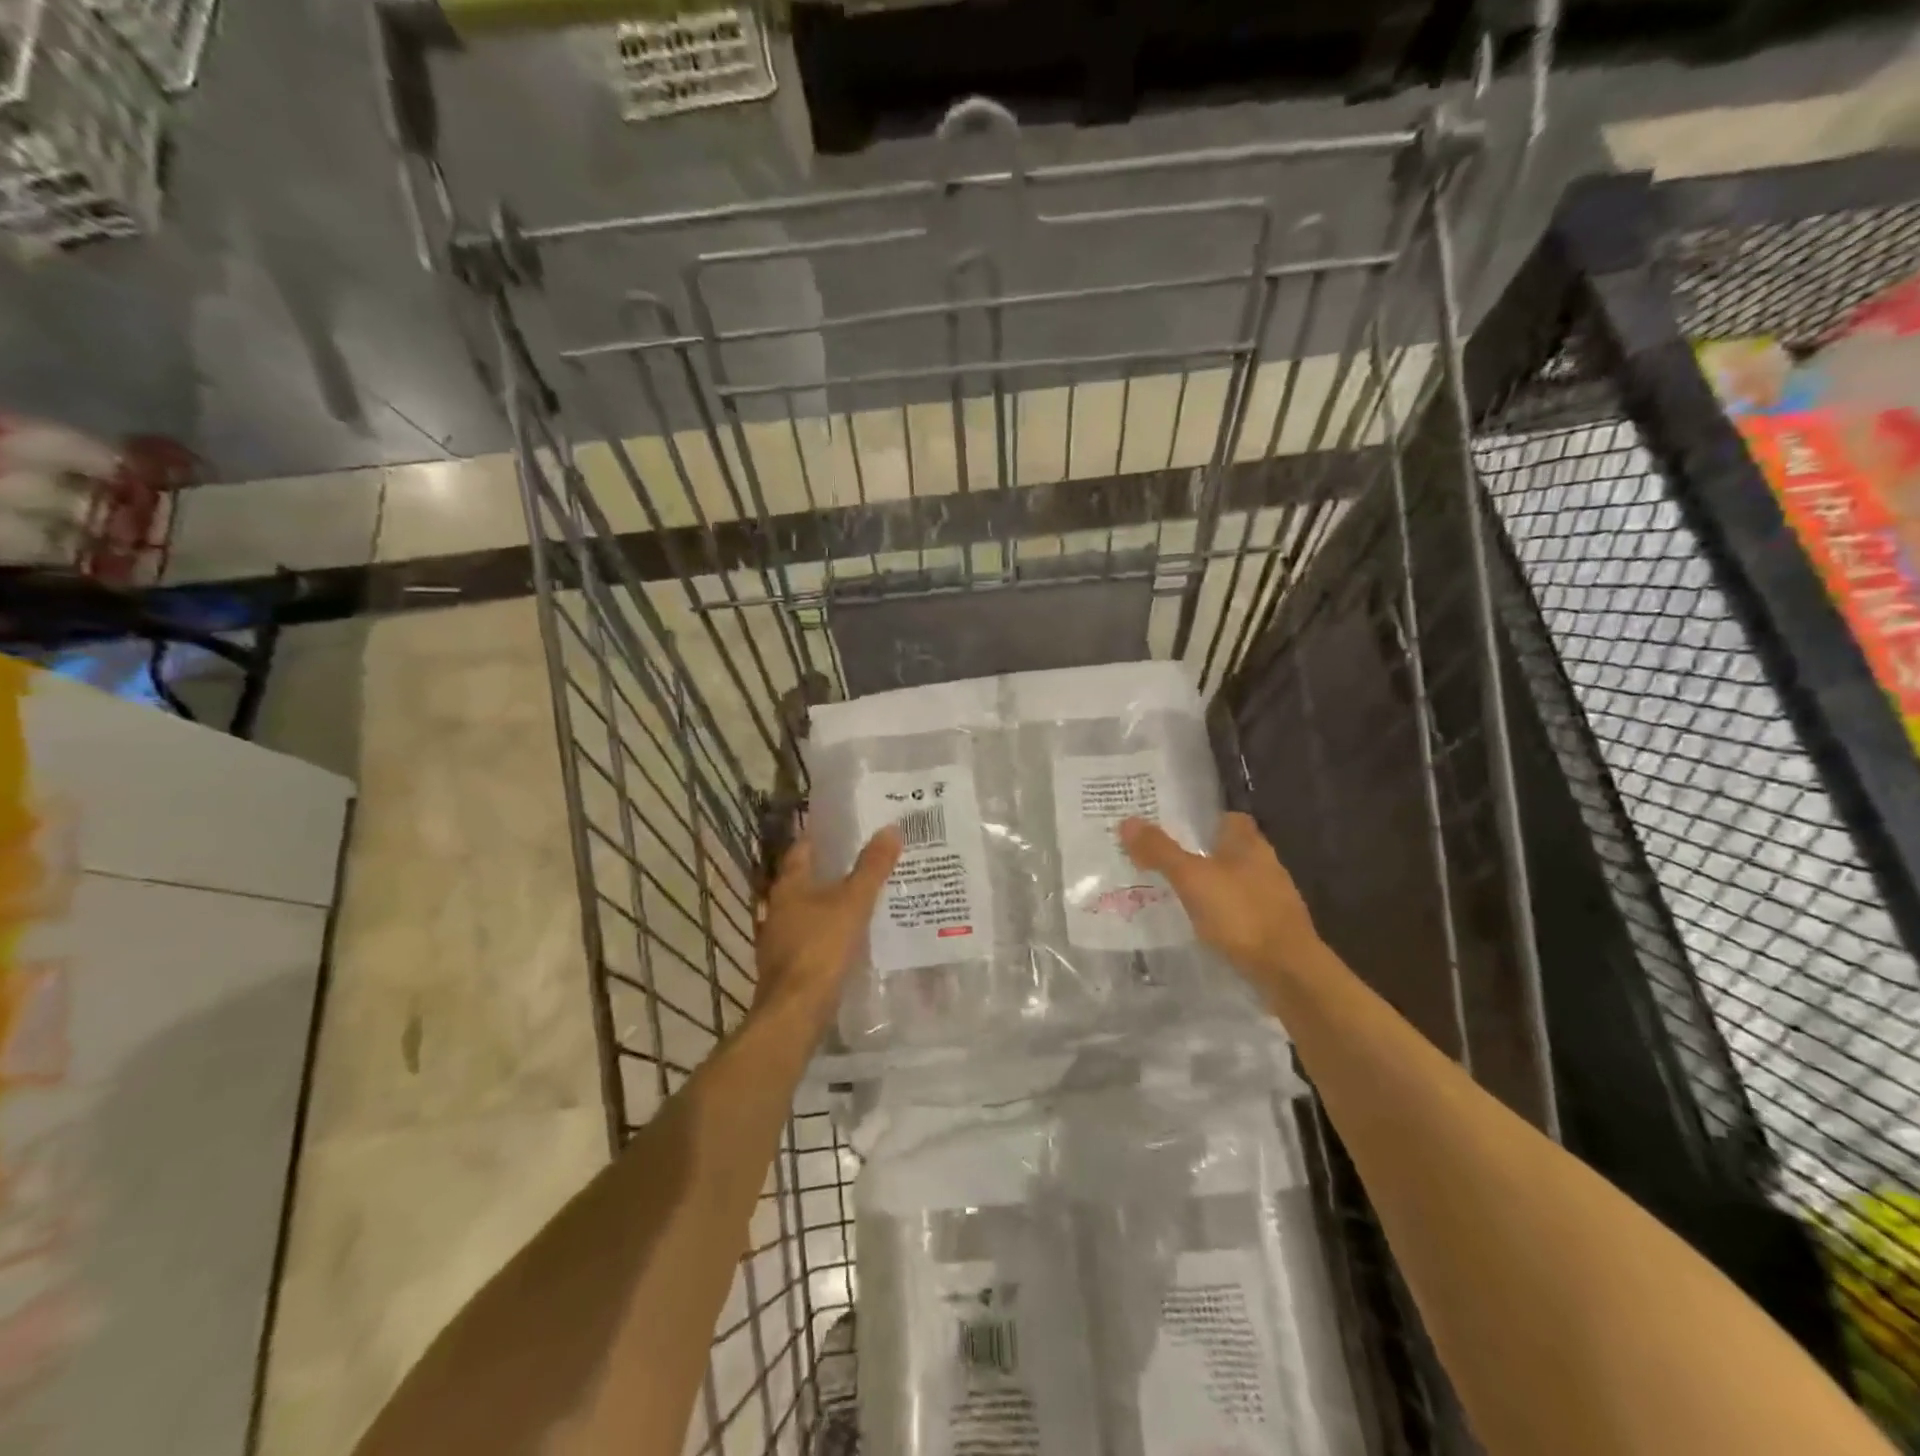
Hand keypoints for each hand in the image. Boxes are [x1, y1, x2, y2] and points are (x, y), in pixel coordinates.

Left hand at [753, 827, 902, 1032]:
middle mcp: (777, 908)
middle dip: (829, 870)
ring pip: (806, 910)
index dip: (821, 837)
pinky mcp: (786, 966)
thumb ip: (872, 867)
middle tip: (862, 859)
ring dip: (828, 903)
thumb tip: (891, 828)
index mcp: (788, 886)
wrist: (795, 1012)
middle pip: (804, 880)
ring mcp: (778, 939)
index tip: (845, 828)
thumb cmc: (821, 948)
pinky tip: (849, 936)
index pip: (802, 849)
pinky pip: (810, 937)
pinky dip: (827, 931)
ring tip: (861, 897)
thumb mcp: (854, 902)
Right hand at [1120, 812, 1320, 991]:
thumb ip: (1161, 851)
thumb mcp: (1192, 879)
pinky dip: (1220, 914)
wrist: (1289, 972)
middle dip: (1201, 854)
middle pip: (1229, 850)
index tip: (1173, 826)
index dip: (1203, 819)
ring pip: (1234, 882)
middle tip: (1162, 858)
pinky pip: (1239, 911)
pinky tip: (1199, 925)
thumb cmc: (1241, 915)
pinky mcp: (1271, 929)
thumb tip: (1127, 821)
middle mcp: (1265, 865)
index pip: (1229, 818)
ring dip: (1210, 885)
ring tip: (1174, 893)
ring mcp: (1271, 899)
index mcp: (1249, 844)